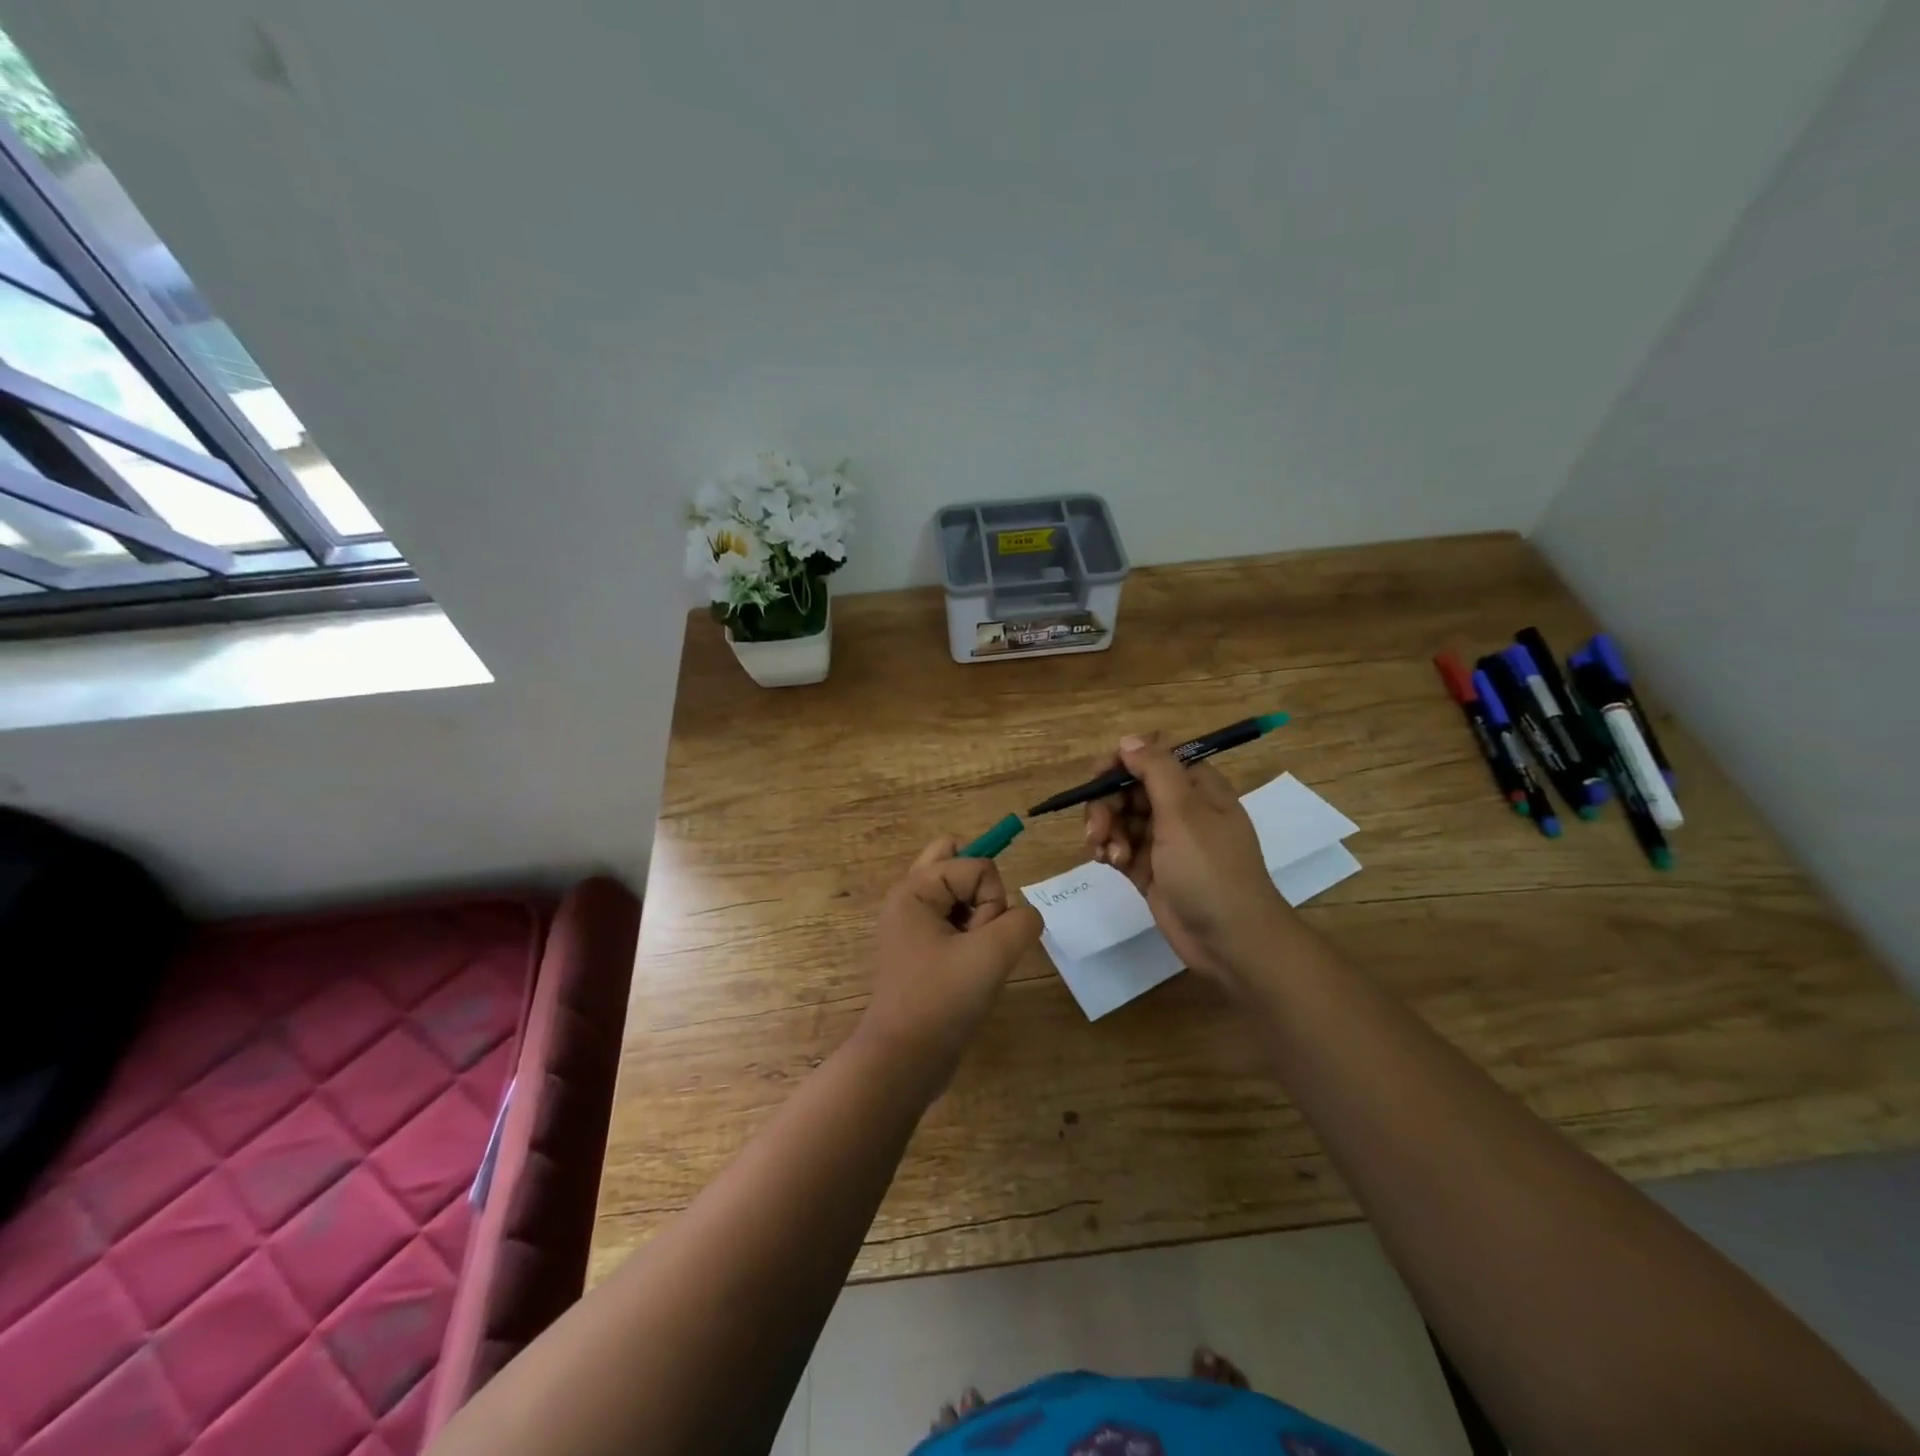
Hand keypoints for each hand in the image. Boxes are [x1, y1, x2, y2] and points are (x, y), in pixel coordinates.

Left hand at [859, 837, 1043, 1083]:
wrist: (904, 1060)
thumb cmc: (941, 999)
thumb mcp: (992, 954)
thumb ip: (1022, 922)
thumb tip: (1025, 918)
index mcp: (915, 889)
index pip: (977, 865)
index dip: (992, 900)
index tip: (980, 938)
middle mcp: (910, 898)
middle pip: (956, 860)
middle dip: (983, 891)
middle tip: (983, 927)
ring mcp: (914, 925)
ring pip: (959, 893)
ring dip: (979, 917)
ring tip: (975, 955)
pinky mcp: (923, 950)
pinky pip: (956, 922)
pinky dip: (972, 937)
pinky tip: (971, 969)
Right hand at [1083, 732, 1295, 982]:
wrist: (1230, 941)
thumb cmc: (1210, 871)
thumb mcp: (1184, 813)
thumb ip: (1155, 770)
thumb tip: (1129, 739)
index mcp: (1197, 787)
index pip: (1153, 757)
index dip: (1123, 762)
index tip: (1098, 777)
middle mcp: (1181, 808)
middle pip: (1130, 787)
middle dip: (1107, 804)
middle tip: (1097, 828)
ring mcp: (1165, 840)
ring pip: (1120, 817)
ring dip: (1106, 829)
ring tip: (1108, 854)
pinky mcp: (1151, 869)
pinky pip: (1120, 846)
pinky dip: (1110, 850)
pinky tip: (1109, 862)